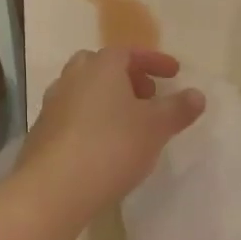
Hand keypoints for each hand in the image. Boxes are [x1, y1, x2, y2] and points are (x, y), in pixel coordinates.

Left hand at [14, 48, 205, 221]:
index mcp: (100, 66)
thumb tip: (197, 94)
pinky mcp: (42, 132)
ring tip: (128, 124)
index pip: (129, 52)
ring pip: (85, 91)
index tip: (174, 74)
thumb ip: (178, 108)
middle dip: (127, 77)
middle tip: (147, 96)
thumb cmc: (111, 146)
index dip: (154, 61)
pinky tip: (103, 145)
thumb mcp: (156, 127)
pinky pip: (73, 115)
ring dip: (108, 100)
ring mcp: (53, 104)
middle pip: (102, 67)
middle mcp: (73, 77)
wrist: (53, 187)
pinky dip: (91, 121)